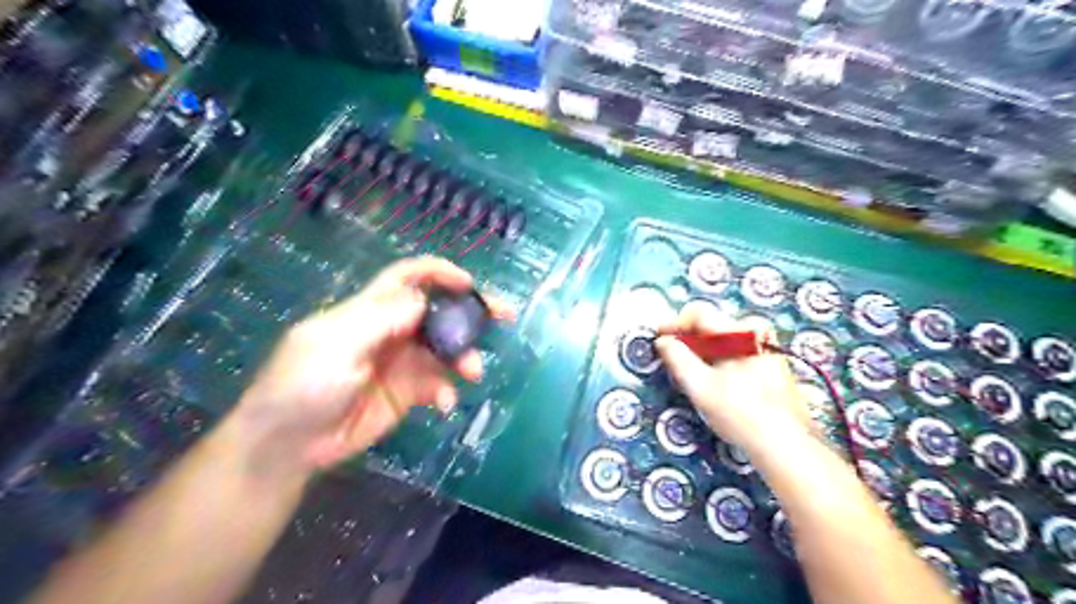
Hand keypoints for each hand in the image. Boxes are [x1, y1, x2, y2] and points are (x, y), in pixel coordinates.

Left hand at [229, 257, 511, 477]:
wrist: (287, 444)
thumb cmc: (303, 384)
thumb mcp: (336, 344)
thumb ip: (381, 320)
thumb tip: (423, 302)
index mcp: (370, 311)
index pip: (408, 279)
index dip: (438, 273)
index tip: (469, 284)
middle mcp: (391, 332)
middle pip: (438, 312)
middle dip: (471, 312)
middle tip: (505, 315)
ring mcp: (402, 363)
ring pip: (445, 349)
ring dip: (464, 357)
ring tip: (472, 372)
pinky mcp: (407, 393)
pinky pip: (438, 385)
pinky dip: (447, 391)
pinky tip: (445, 404)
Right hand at [651, 299, 811, 454]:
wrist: (787, 445)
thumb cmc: (741, 414)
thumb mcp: (701, 388)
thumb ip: (678, 359)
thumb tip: (663, 341)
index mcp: (740, 333)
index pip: (699, 313)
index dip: (674, 324)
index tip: (658, 338)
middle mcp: (755, 332)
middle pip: (711, 324)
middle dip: (687, 338)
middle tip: (671, 359)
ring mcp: (765, 346)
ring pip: (721, 338)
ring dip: (701, 349)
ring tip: (689, 372)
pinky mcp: (769, 362)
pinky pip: (734, 350)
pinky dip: (716, 358)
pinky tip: (711, 380)